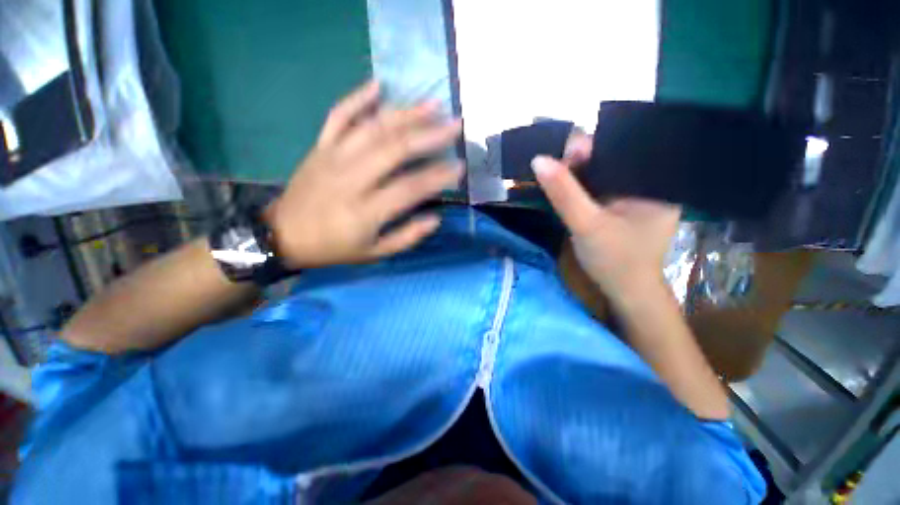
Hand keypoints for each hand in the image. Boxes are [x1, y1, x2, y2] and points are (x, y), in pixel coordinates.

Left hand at [267, 81, 463, 267]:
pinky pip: (338, 116)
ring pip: (373, 127)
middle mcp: (350, 178)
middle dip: (430, 135)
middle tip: (455, 125)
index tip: (460, 168)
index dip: (439, 177)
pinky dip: (358, 98)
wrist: (283, 235)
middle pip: (395, 149)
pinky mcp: (320, 147)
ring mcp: (333, 157)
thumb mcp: (374, 253)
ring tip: (433, 104)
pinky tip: (378, 85)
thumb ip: (406, 237)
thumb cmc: (334, 248)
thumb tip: (435, 218)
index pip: (410, 188)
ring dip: (406, 113)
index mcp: (365, 210)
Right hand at [531, 155, 679, 306]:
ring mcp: (635, 197)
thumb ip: (564, 193)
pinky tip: (566, 186)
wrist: (625, 293)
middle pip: (612, 160)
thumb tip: (539, 160)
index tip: (564, 153)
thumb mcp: (587, 224)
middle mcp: (648, 184)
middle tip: (555, 165)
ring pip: (604, 174)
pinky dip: (582, 186)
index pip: (624, 149)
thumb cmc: (614, 260)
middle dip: (583, 160)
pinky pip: (600, 188)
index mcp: (655, 182)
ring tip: (556, 173)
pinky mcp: (622, 208)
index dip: (592, 147)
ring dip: (579, 173)